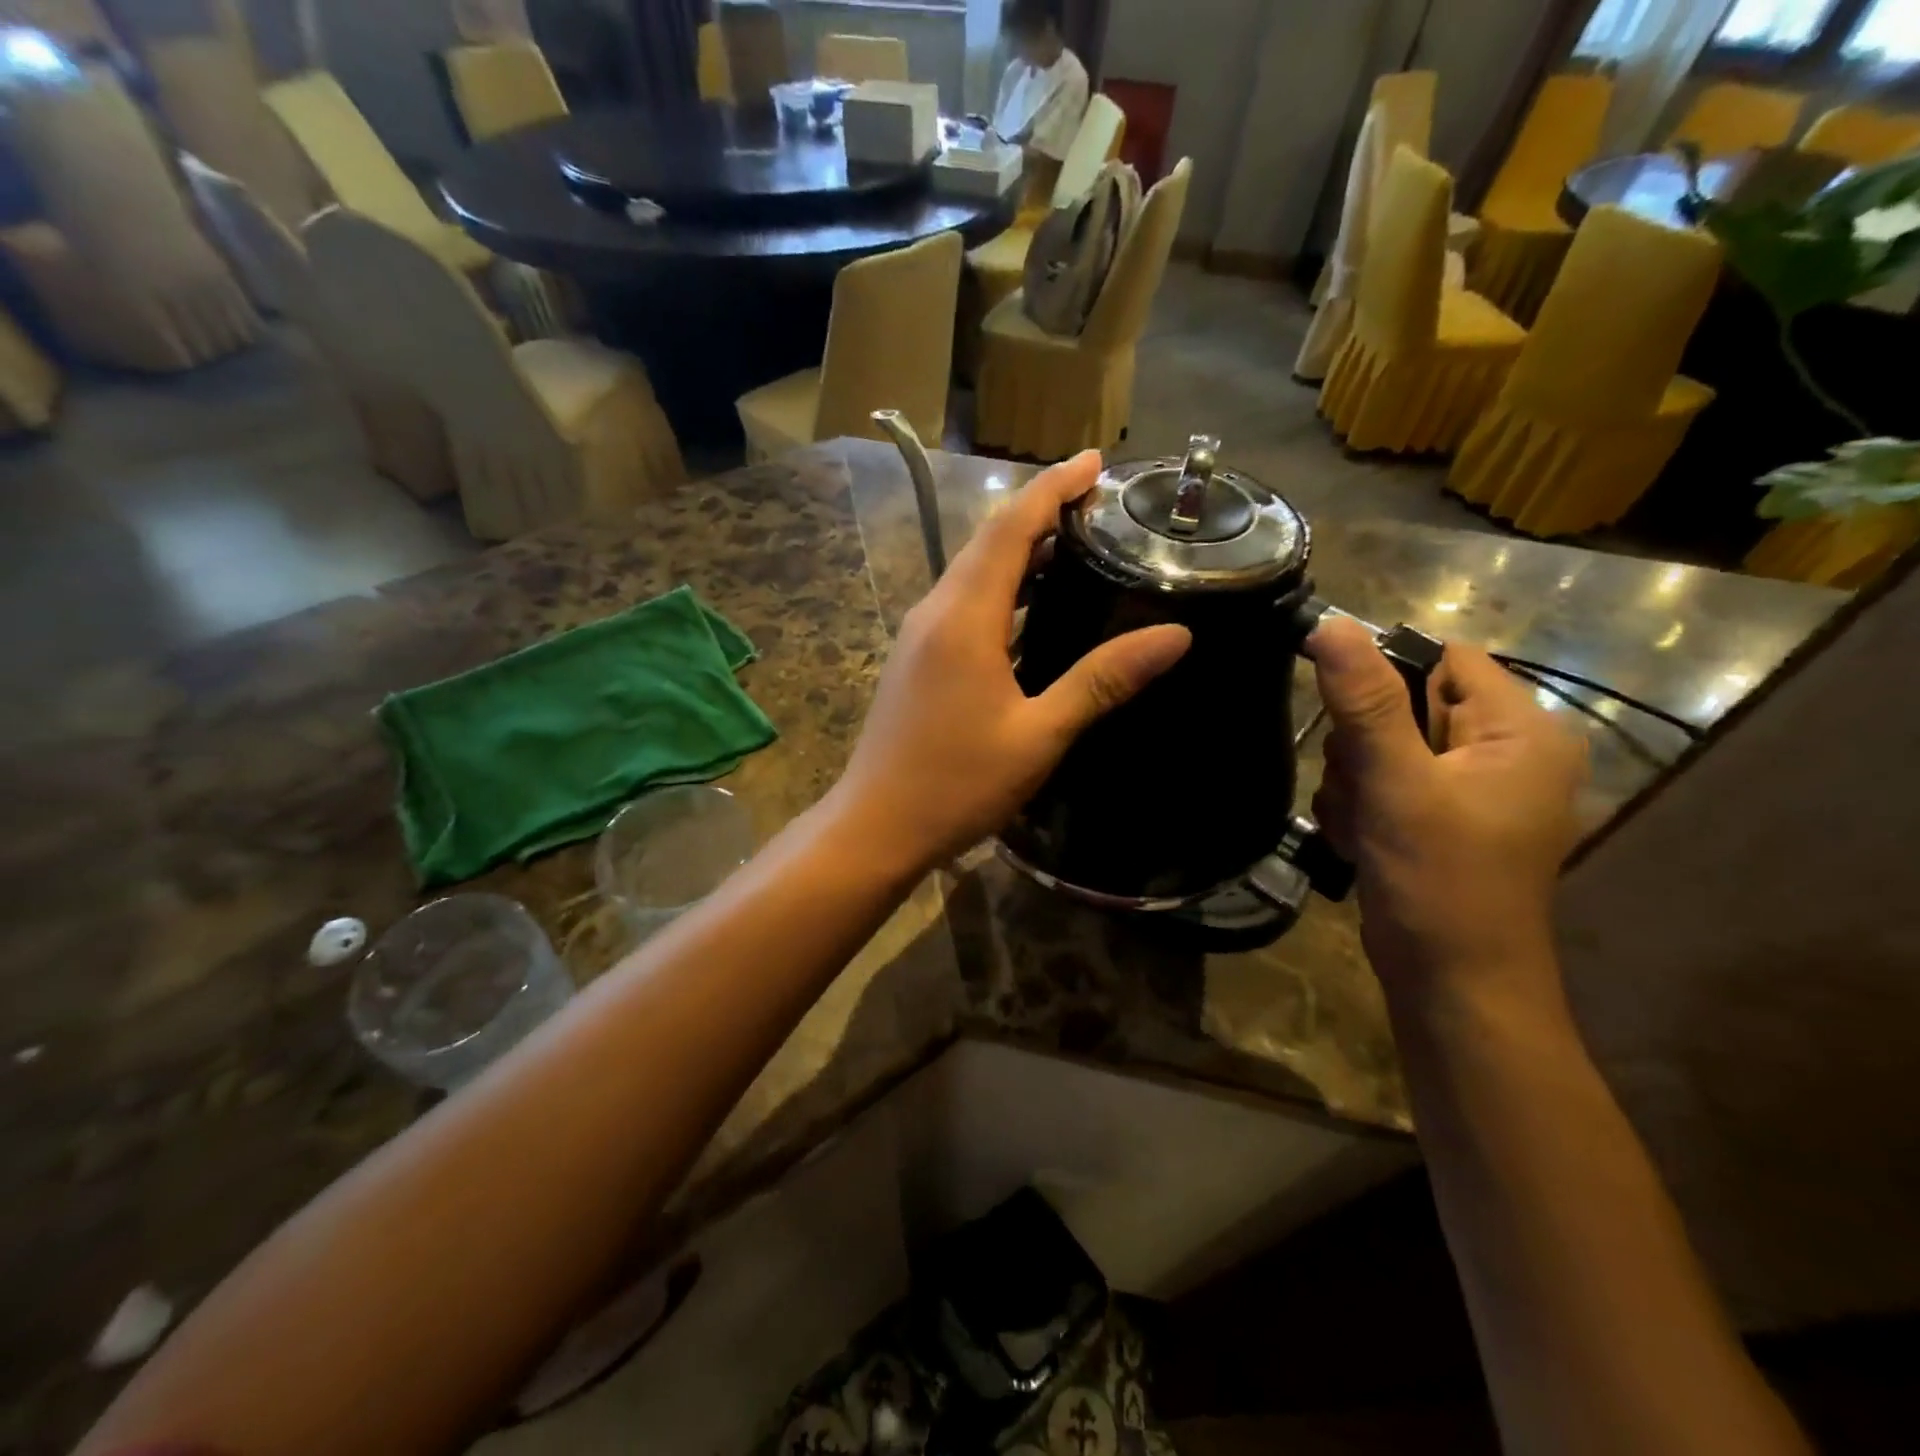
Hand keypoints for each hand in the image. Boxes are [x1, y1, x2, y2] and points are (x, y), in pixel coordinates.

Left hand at [831, 452, 1190, 873]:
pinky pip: (963, 602)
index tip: (1096, 462)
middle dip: (1040, 511)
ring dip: (1019, 550)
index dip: (1053, 488)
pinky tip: (1031, 608)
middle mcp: (936, 611)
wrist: (876, 825)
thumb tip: (1174, 636)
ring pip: (973, 572)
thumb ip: (1102, 681)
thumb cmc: (957, 784)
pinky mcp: (916, 658)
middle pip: (988, 541)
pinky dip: (1001, 588)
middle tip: (1097, 504)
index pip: (1010, 528)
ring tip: (1074, 545)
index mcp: (964, 618)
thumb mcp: (1039, 735)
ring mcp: (920, 635)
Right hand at [1306, 616, 1587, 1014]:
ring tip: (1361, 825)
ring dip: (1352, 781)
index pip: (1442, 660)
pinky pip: (1380, 784)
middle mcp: (1500, 752)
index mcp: (1520, 731)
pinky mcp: (1436, 818)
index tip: (1342, 715)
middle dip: (1361, 744)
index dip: (1385, 676)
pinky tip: (1359, 840)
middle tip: (1363, 789)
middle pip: (1402, 704)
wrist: (1451, 985)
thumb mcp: (1398, 783)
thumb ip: (1365, 702)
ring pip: (1379, 747)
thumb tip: (1331, 623)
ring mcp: (1466, 789)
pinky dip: (1358, 807)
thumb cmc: (1440, 880)